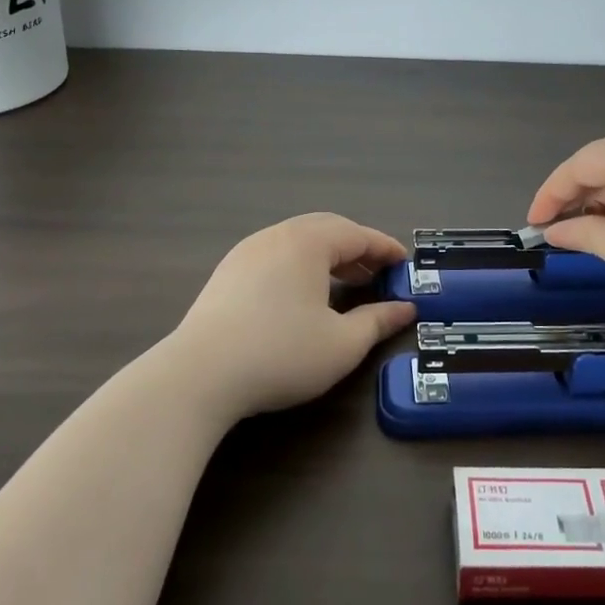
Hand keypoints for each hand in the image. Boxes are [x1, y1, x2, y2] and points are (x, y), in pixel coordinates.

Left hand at [164, 213, 417, 422]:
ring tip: (346, 282)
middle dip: (357, 248)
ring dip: (327, 256)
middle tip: (378, 272)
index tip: (405, 263)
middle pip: (326, 229)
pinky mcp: (227, 273)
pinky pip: (275, 255)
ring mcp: (246, 252)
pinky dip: (300, 265)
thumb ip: (377, 321)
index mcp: (308, 242)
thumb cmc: (281, 354)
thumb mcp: (342, 344)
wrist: (198, 375)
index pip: (357, 234)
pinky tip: (303, 294)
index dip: (385, 248)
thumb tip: (405, 309)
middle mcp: (276, 236)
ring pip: (298, 241)